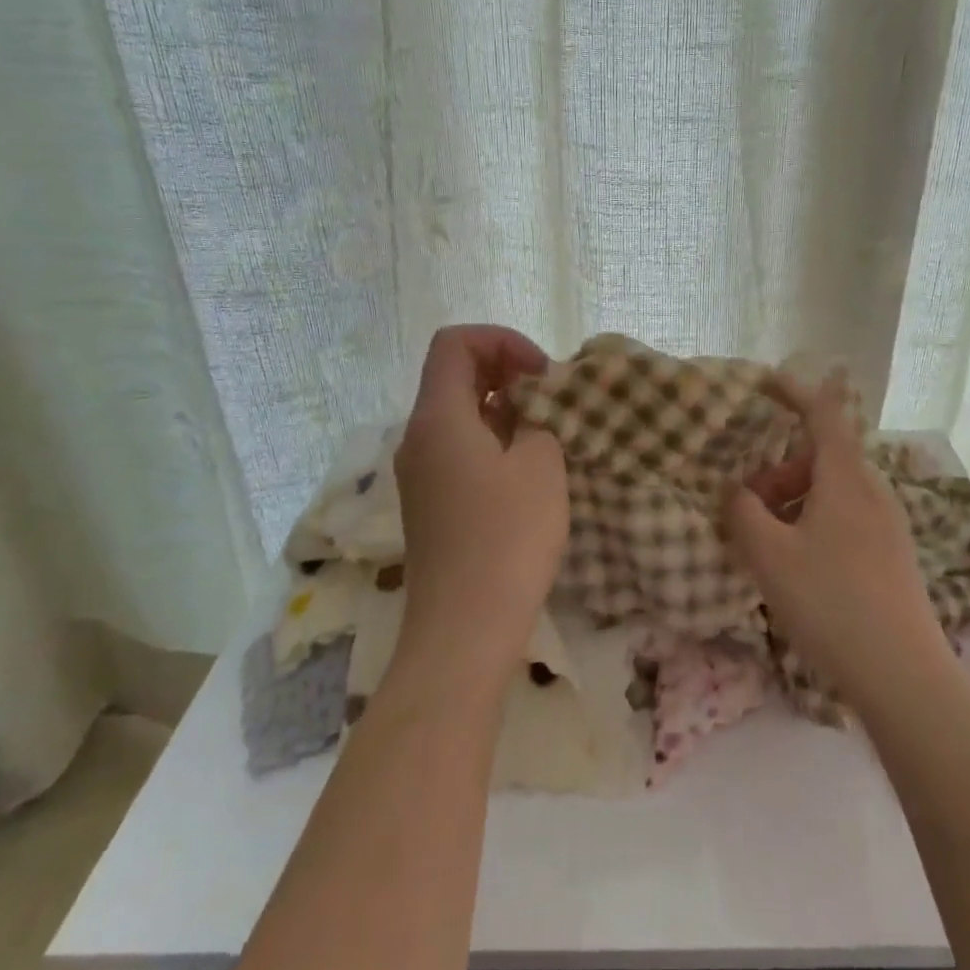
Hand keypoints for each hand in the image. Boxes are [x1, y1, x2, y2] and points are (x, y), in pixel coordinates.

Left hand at [390, 325, 568, 691]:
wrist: (465, 629)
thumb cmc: (507, 538)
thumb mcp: (540, 465)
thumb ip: (538, 420)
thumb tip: (530, 412)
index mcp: (437, 418)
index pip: (454, 343)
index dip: (501, 340)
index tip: (542, 373)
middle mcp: (418, 438)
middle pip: (453, 376)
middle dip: (505, 372)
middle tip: (551, 397)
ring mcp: (421, 474)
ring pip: (459, 415)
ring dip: (503, 408)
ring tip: (547, 430)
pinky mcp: (432, 504)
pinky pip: (459, 450)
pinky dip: (493, 440)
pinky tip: (527, 467)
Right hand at [723, 376, 955, 715]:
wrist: (903, 674)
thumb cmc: (831, 603)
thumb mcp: (769, 557)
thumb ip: (743, 513)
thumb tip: (735, 490)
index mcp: (845, 479)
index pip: (823, 413)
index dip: (795, 391)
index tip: (765, 381)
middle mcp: (873, 490)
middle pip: (822, 457)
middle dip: (780, 468)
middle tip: (747, 502)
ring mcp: (888, 523)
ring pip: (833, 490)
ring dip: (795, 499)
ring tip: (767, 540)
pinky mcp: (893, 554)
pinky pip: (846, 516)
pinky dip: (814, 520)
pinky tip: (798, 563)